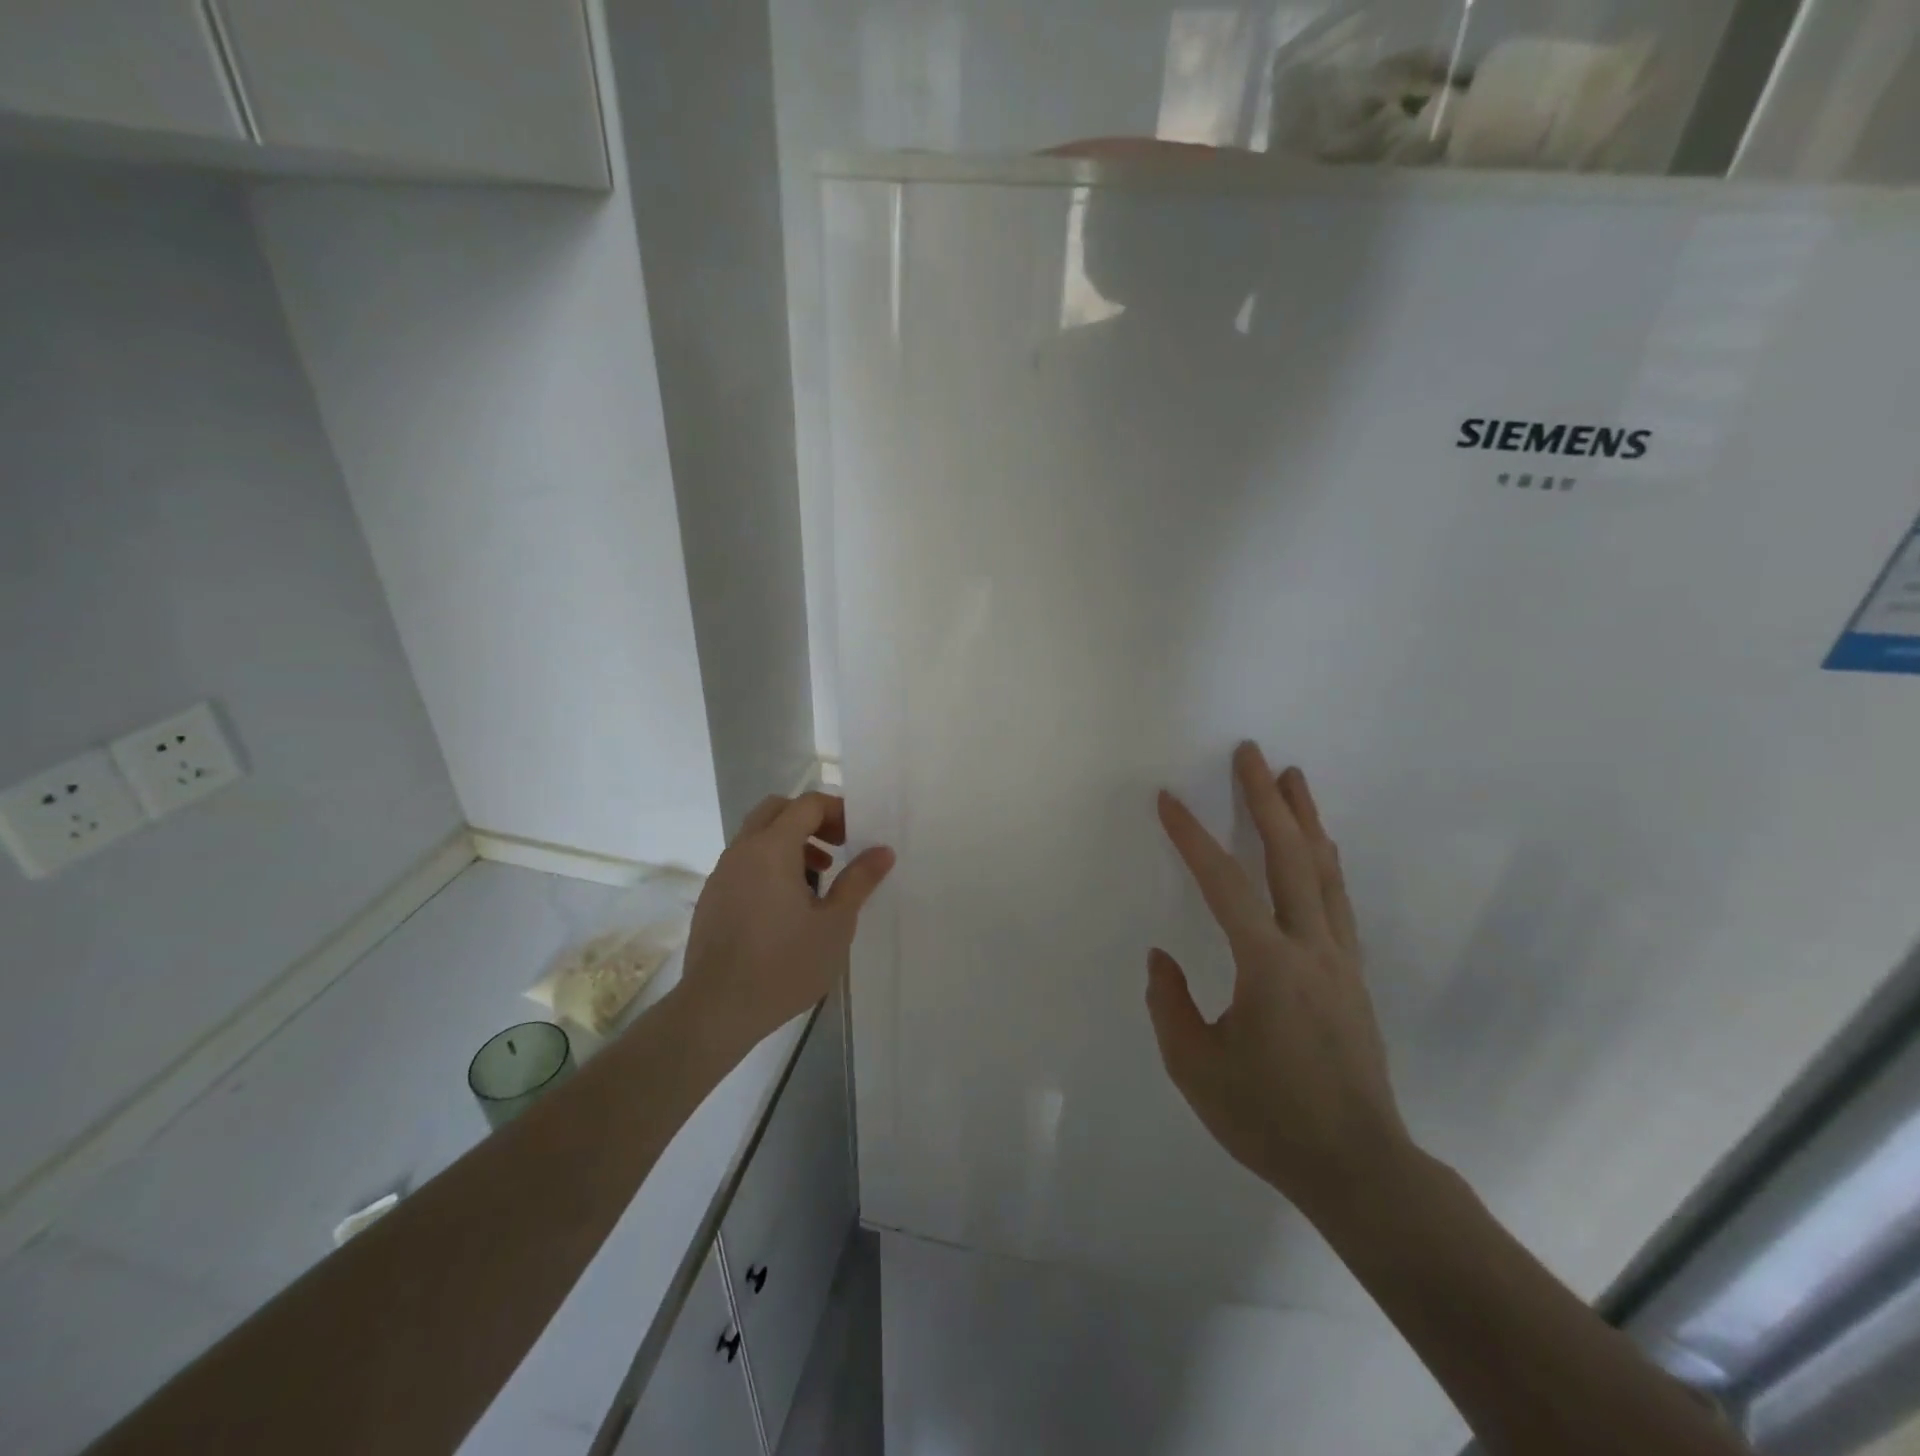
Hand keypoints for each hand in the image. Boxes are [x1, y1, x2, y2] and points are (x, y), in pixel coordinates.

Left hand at [676, 792, 894, 1059]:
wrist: (717, 1009)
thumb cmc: (784, 964)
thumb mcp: (835, 924)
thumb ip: (859, 881)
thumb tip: (883, 851)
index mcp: (772, 848)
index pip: (806, 804)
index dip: (836, 811)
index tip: (857, 835)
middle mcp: (742, 850)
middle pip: (776, 810)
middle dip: (810, 820)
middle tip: (837, 847)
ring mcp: (721, 874)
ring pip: (757, 836)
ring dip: (789, 843)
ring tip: (818, 880)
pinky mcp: (712, 898)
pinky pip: (744, 862)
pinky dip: (769, 864)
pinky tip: (786, 906)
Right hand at [1147, 743, 1411, 1219]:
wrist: (1359, 1167)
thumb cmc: (1269, 1118)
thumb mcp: (1195, 1068)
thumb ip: (1169, 1004)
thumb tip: (1162, 958)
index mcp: (1267, 966)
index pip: (1224, 885)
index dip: (1193, 838)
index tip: (1169, 800)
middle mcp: (1310, 948)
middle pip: (1289, 856)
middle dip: (1267, 800)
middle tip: (1251, 753)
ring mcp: (1339, 959)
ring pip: (1323, 871)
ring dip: (1304, 819)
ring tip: (1292, 777)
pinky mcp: (1352, 975)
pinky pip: (1337, 900)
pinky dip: (1324, 861)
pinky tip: (1320, 847)